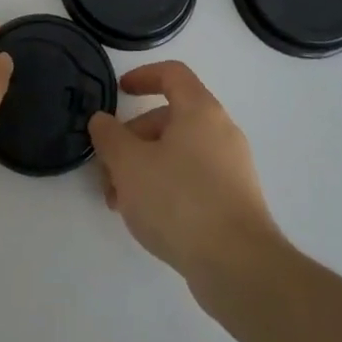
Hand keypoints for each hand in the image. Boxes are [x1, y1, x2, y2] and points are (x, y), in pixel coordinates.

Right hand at [88, 62, 284, 291]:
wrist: (239, 267)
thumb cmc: (179, 200)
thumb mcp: (129, 164)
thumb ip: (109, 136)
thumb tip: (102, 121)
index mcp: (200, 110)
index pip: (172, 74)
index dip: (142, 76)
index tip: (119, 92)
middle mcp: (221, 131)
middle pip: (170, 119)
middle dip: (132, 139)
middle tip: (108, 169)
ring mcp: (232, 168)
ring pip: (178, 153)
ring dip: (144, 168)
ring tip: (120, 202)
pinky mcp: (235, 201)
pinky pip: (193, 179)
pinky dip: (166, 187)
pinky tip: (148, 219)